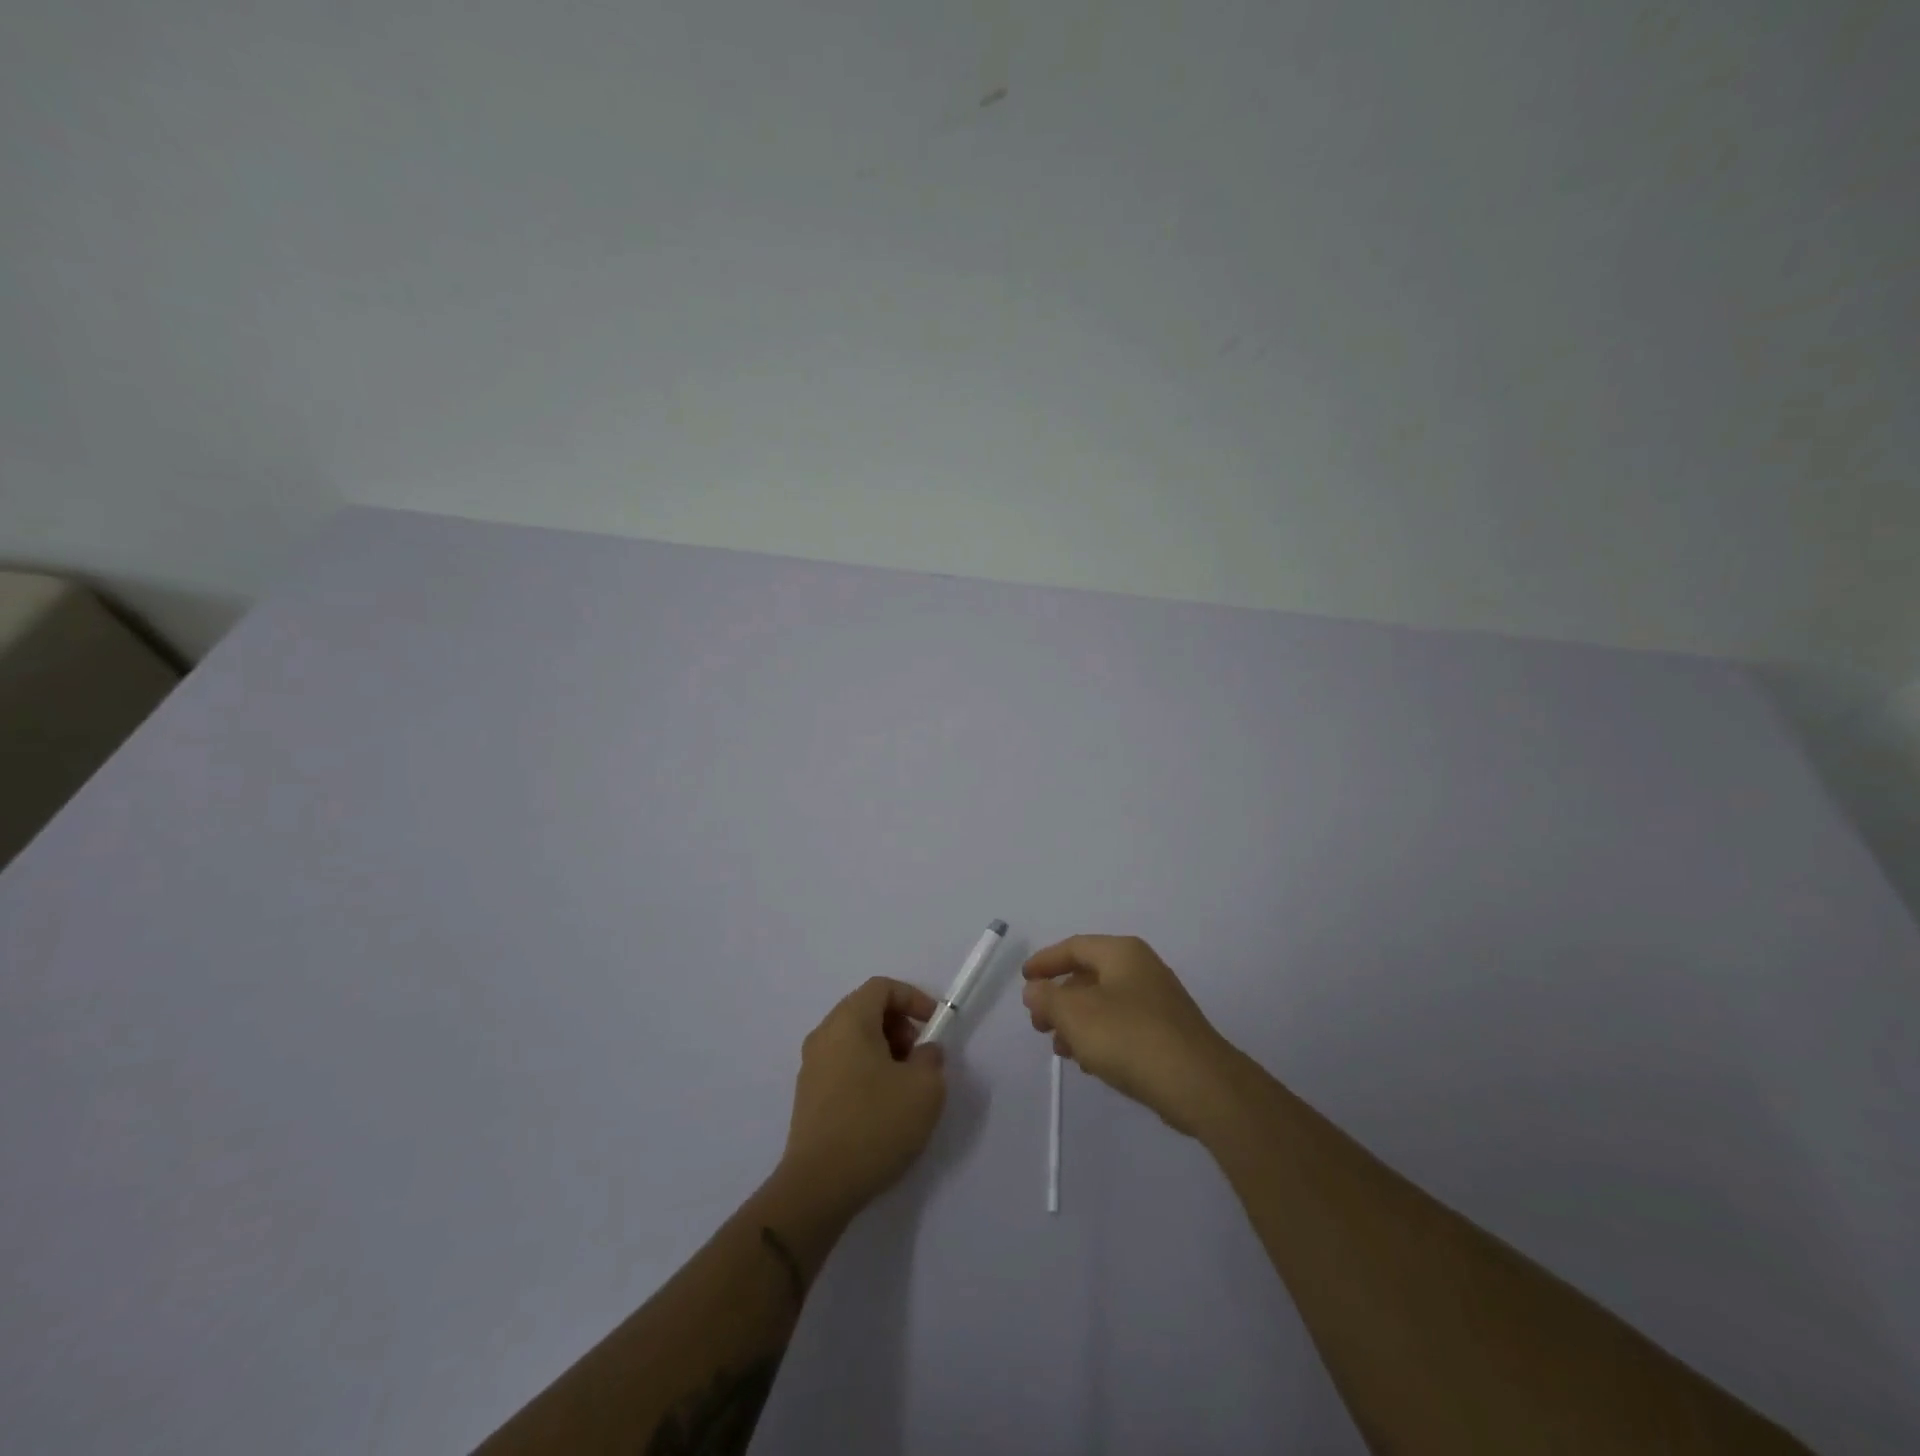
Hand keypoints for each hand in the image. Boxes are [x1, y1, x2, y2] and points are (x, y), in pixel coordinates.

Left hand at [778, 978, 947, 1222]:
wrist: (819, 1186)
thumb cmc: (875, 1125)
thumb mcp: (924, 1088)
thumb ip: (931, 1059)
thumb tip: (923, 1053)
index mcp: (848, 1021)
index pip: (882, 987)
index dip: (913, 998)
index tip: (934, 1026)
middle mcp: (824, 1035)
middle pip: (866, 1010)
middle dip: (899, 1026)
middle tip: (919, 1058)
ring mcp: (811, 1067)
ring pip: (854, 1040)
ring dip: (885, 1051)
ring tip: (905, 1087)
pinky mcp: (808, 1097)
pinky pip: (843, 1066)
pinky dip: (867, 1072)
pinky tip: (882, 1109)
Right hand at [1023, 935, 1240, 1136]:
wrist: (1199, 1084)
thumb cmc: (1129, 1037)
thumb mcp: (1076, 1014)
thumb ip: (1048, 998)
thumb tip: (1034, 989)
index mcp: (1122, 953)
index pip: (1074, 947)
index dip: (1045, 962)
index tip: (1024, 980)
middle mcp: (1142, 968)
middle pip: (1089, 975)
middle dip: (1059, 999)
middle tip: (1039, 1024)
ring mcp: (1158, 1001)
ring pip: (1105, 1004)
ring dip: (1077, 1022)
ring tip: (1061, 1049)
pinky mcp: (1167, 1032)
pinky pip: (1123, 1025)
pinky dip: (1100, 1037)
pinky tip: (1090, 1062)